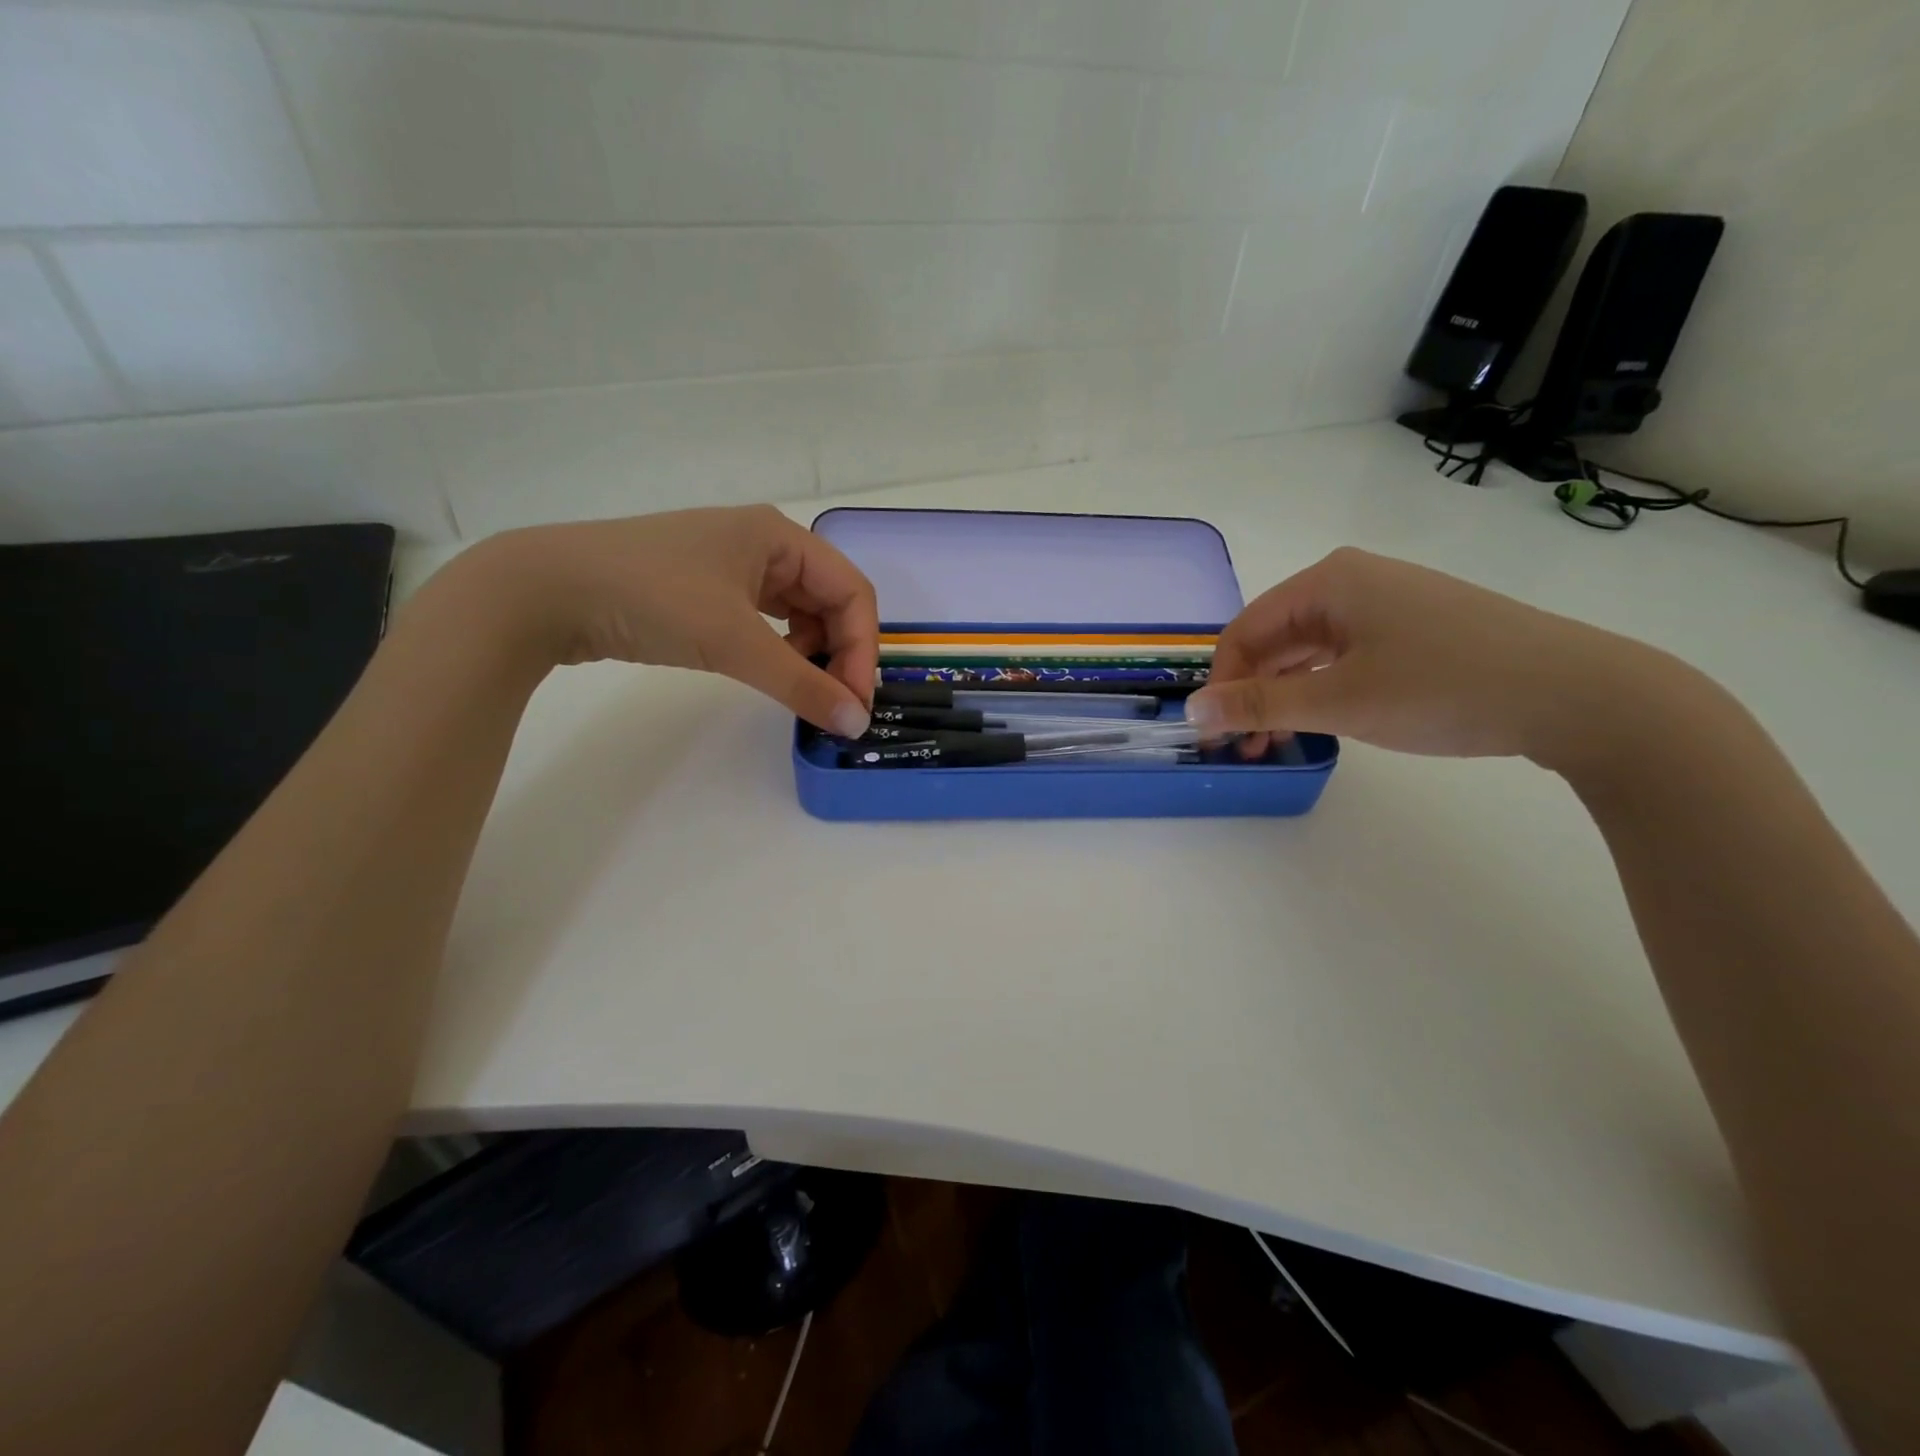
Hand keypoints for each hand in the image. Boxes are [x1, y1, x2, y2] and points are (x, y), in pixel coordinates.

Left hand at [450, 506, 877, 736]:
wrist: (544, 590)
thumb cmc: (652, 598)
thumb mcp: (734, 641)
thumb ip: (801, 684)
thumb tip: (855, 724)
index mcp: (780, 536)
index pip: (852, 592)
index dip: (863, 649)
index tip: (854, 703)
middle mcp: (764, 544)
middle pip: (830, 601)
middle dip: (840, 653)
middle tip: (832, 704)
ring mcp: (732, 566)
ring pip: (800, 612)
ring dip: (812, 653)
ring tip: (801, 689)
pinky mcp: (706, 590)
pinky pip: (766, 620)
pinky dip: (779, 649)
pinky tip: (770, 671)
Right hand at [1185, 547, 1696, 767]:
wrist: (1577, 693)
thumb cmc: (1443, 687)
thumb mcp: (1339, 702)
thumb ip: (1259, 705)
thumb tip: (1193, 708)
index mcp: (1328, 582)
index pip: (1244, 630)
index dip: (1222, 682)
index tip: (1215, 733)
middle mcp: (1352, 581)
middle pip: (1275, 638)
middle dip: (1252, 692)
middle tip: (1244, 746)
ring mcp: (1388, 603)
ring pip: (1309, 650)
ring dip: (1284, 696)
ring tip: (1277, 743)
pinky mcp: (1415, 627)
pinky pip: (1345, 655)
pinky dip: (1322, 689)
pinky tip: (1322, 722)